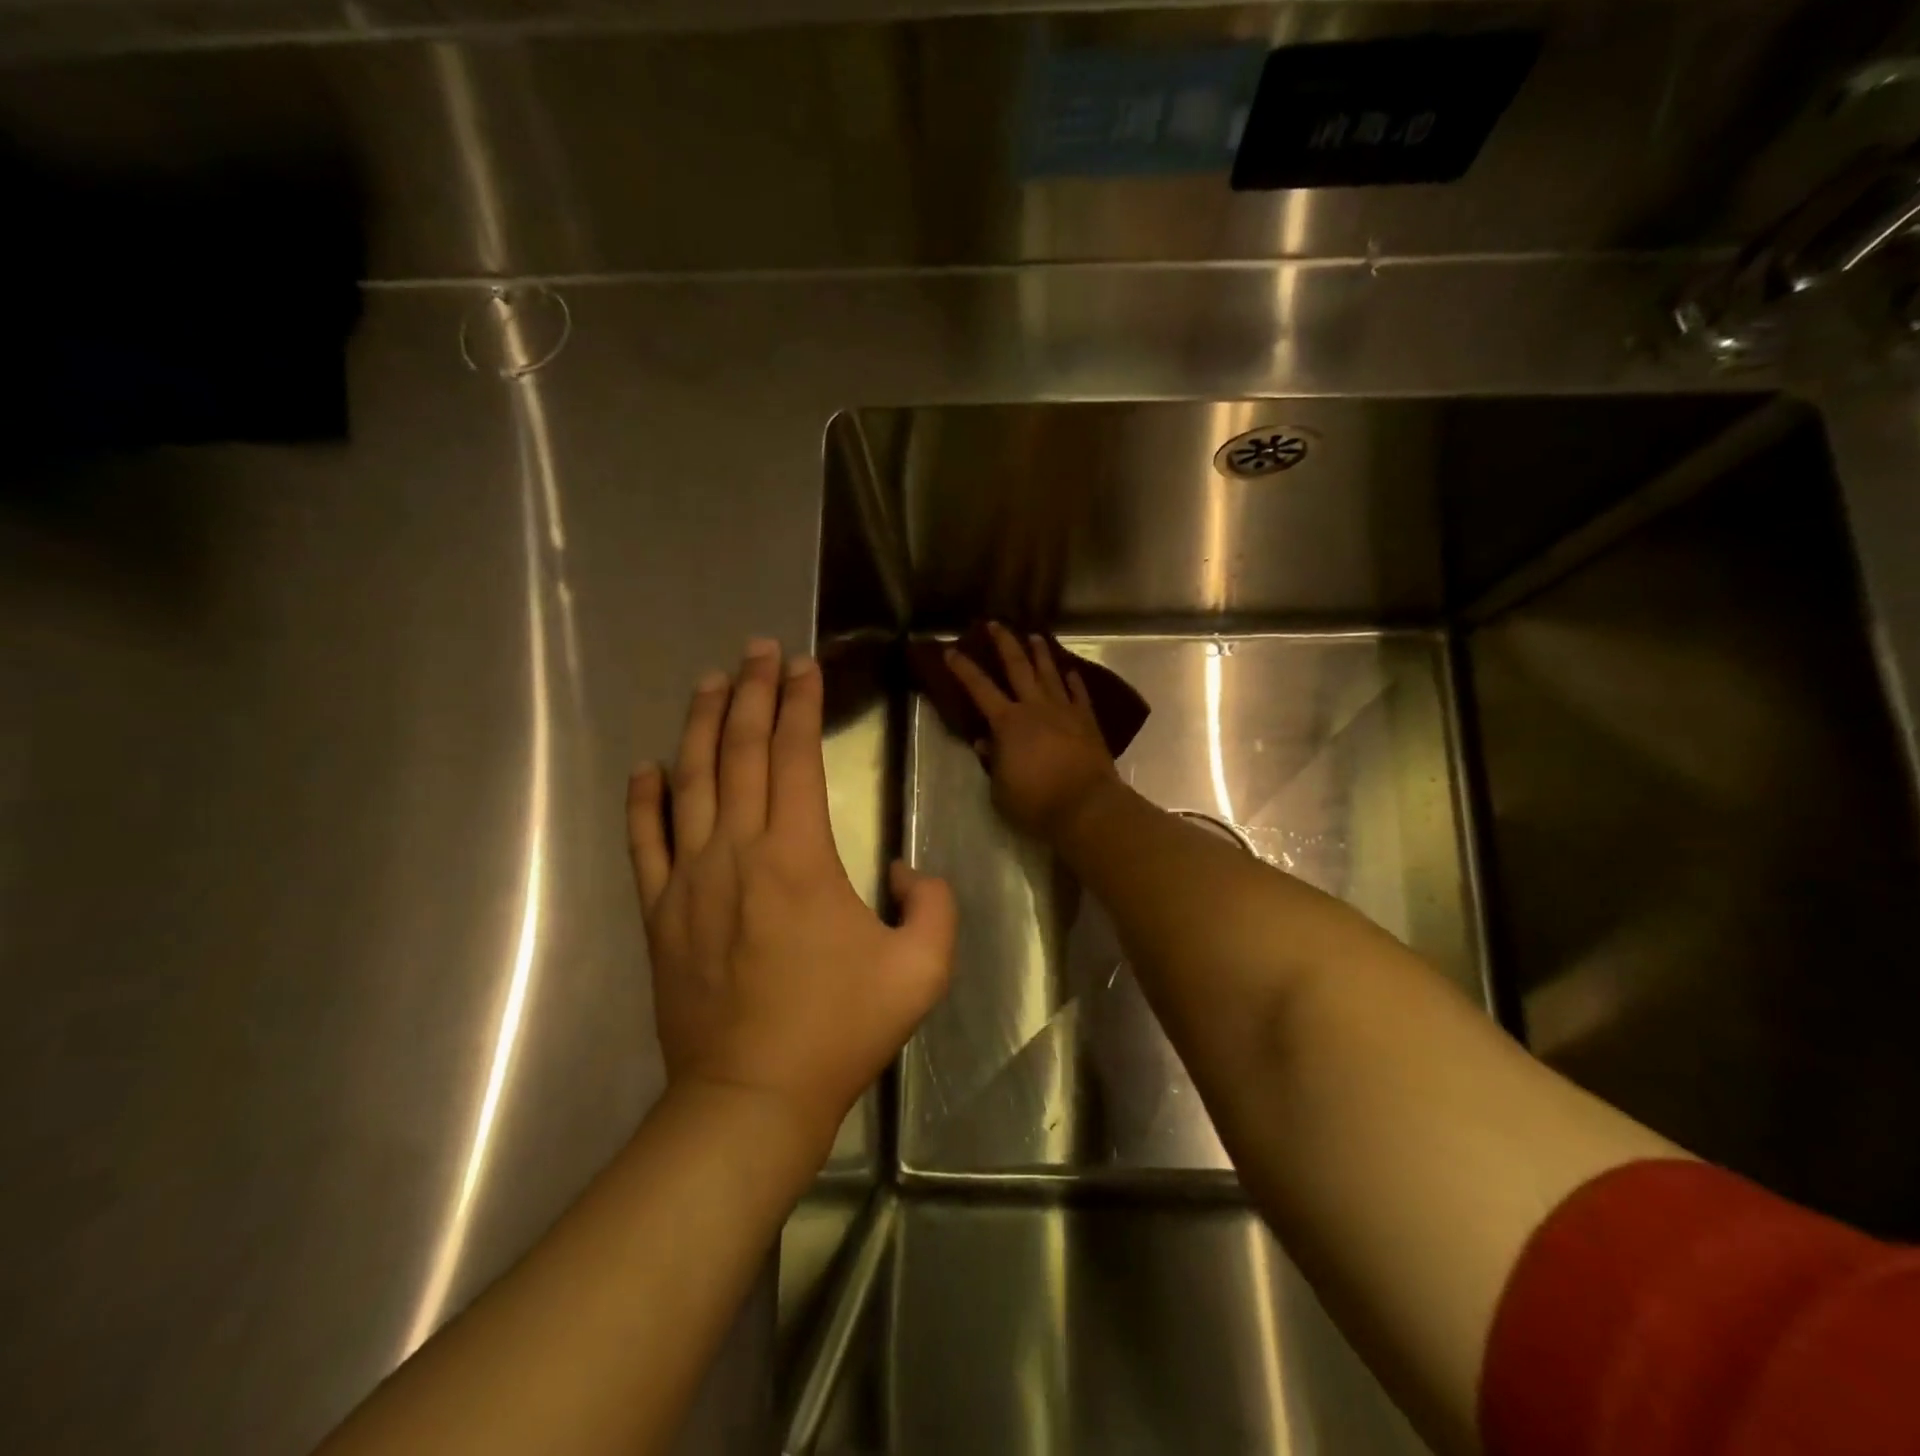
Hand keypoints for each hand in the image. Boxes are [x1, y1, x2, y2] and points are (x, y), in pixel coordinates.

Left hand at [628, 639, 956, 1160]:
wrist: (751, 1096)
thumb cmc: (840, 1030)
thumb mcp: (922, 969)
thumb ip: (932, 904)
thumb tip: (903, 870)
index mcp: (798, 856)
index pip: (795, 756)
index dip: (800, 704)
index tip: (803, 665)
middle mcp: (737, 850)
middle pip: (740, 752)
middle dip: (751, 692)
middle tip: (758, 648)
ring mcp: (689, 879)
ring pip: (690, 781)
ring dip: (700, 725)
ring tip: (710, 681)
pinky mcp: (659, 912)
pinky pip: (644, 841)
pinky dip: (644, 799)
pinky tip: (647, 767)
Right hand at [947, 622, 1121, 840]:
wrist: (1086, 806)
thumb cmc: (1036, 801)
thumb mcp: (1000, 788)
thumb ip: (992, 761)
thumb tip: (985, 743)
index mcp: (1008, 722)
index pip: (979, 688)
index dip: (963, 668)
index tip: (951, 650)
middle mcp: (1035, 707)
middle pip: (1018, 666)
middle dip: (1004, 643)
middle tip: (995, 624)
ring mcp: (1064, 711)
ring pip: (1050, 673)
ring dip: (1041, 653)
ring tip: (1035, 637)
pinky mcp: (1087, 721)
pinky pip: (1079, 694)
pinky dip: (1073, 681)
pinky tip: (1070, 671)